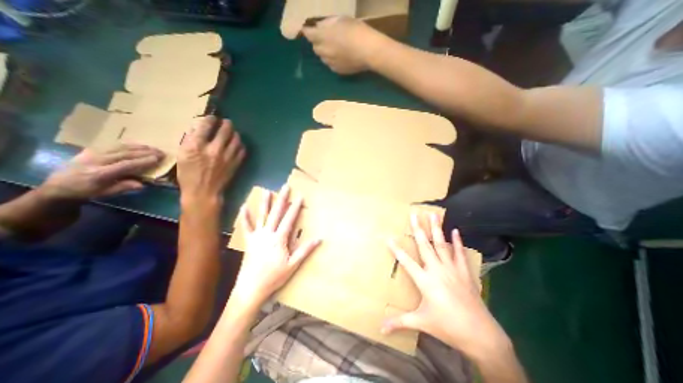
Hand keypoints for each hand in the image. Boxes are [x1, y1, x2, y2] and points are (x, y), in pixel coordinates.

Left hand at [43, 143, 163, 200]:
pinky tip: (139, 145)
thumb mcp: (105, 193)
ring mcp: (93, 153)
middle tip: (161, 152)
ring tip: (154, 148)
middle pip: (125, 154)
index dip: (143, 161)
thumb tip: (142, 185)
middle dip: (145, 152)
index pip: (126, 165)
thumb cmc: (86, 192)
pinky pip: (113, 145)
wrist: (57, 186)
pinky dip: (129, 144)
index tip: (158, 159)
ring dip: (139, 147)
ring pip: (120, 147)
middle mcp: (96, 161)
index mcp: (100, 174)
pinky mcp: (92, 150)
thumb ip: (123, 187)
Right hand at [176, 117, 246, 204]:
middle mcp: (214, 149)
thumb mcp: (182, 155)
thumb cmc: (189, 174)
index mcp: (196, 146)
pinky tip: (238, 144)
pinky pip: (242, 150)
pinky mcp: (236, 163)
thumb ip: (190, 140)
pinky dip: (240, 145)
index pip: (206, 125)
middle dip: (227, 123)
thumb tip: (199, 128)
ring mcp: (228, 156)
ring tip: (233, 132)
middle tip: (226, 122)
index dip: (210, 119)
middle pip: (225, 130)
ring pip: (236, 139)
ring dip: (235, 133)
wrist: (204, 192)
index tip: (212, 118)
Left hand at [230, 185, 321, 307]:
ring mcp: (257, 236)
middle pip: (276, 213)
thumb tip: (319, 239)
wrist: (251, 288)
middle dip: (282, 199)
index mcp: (279, 239)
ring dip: (265, 203)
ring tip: (267, 191)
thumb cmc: (274, 277)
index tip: (300, 196)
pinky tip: (244, 206)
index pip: (289, 219)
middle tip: (285, 187)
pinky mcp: (249, 241)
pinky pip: (246, 226)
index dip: (295, 207)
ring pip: (262, 216)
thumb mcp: (293, 264)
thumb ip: (305, 250)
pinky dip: (245, 216)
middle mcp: (268, 233)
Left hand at [304, 16, 383, 74]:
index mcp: (323, 37)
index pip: (308, 34)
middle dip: (317, 43)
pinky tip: (340, 58)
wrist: (369, 52)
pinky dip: (332, 61)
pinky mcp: (338, 71)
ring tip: (333, 49)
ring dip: (325, 53)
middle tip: (324, 39)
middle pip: (315, 48)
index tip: (306, 29)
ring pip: (323, 58)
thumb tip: (320, 27)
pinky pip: (331, 65)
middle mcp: (324, 52)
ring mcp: (330, 63)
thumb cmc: (357, 31)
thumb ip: (328, 24)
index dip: (307, 31)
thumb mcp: (341, 20)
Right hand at [383, 212, 509, 358]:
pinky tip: (456, 231)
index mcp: (424, 280)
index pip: (406, 261)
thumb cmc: (447, 326)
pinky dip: (457, 242)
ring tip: (433, 214)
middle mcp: (436, 270)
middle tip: (414, 214)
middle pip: (424, 245)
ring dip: (436, 229)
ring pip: (441, 244)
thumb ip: (399, 322)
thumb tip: (380, 328)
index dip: (396, 249)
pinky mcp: (464, 272)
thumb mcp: (421, 322)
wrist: (480, 335)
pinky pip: (460, 253)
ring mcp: (452, 269)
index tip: (389, 237)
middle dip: (418, 229)